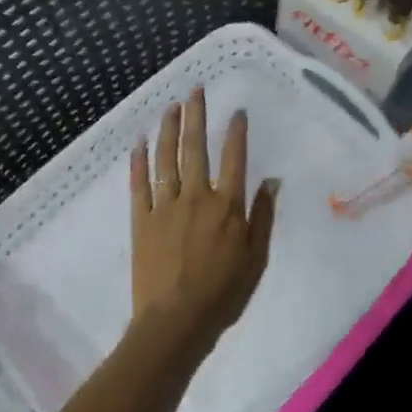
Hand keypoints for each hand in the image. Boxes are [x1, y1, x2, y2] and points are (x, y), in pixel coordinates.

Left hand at [130, 88, 279, 347]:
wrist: (176, 321)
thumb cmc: (223, 293)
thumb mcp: (256, 258)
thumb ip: (263, 216)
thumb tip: (272, 181)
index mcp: (227, 206)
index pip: (234, 158)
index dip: (237, 132)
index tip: (237, 111)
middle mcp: (196, 196)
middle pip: (196, 148)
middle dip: (196, 116)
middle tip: (195, 90)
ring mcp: (165, 206)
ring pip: (166, 159)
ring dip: (168, 129)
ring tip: (170, 106)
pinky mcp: (141, 220)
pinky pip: (139, 184)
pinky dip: (138, 161)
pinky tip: (139, 142)